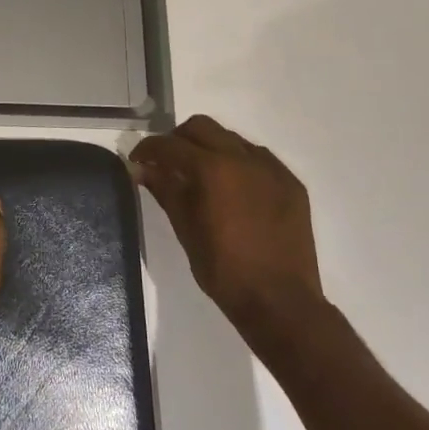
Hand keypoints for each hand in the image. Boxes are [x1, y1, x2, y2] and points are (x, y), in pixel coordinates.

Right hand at [130, 115, 322, 322]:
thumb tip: (143, 169)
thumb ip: (165, 190)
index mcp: (212, 169)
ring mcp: (271, 169)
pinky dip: (238, 162)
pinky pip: (258, 158)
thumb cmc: (224, 269)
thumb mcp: (185, 228)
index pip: (170, 145)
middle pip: (202, 127)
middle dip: (178, 139)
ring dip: (210, 147)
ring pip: (231, 138)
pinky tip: (233, 187)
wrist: (280, 302)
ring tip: (201, 174)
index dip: (148, 149)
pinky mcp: (291, 183)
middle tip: (167, 162)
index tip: (137, 161)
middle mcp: (243, 158)